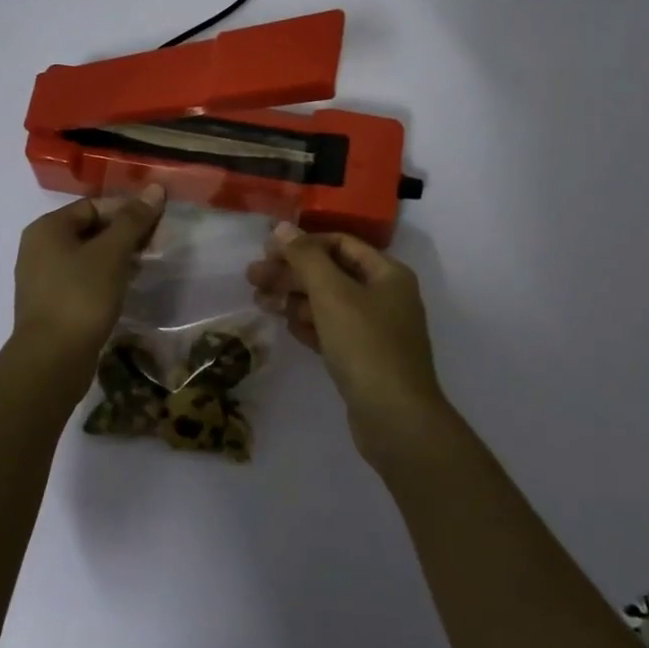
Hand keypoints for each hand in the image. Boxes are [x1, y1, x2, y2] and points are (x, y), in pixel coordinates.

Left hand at [11, 185, 165, 387]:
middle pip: (90, 229)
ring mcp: (43, 277)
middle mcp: (39, 247)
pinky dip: (105, 277)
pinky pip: (82, 278)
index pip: (94, 205)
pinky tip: (126, 287)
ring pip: (88, 255)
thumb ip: (134, 220)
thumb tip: (155, 188)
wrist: (51, 360)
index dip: (128, 210)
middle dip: (125, 234)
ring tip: (146, 266)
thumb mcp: (112, 254)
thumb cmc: (81, 297)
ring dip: (118, 256)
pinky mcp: (52, 303)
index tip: (158, 223)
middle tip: (157, 245)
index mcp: (47, 228)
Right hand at [247, 222, 451, 457]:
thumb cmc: (365, 345)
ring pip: (328, 303)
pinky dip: (309, 325)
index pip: (339, 243)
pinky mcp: (365, 358)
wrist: (396, 419)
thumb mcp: (332, 294)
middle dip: (291, 273)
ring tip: (260, 302)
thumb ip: (305, 257)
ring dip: (294, 299)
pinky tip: (286, 327)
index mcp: (387, 273)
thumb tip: (282, 228)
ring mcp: (376, 329)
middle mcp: (385, 296)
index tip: (267, 251)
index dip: (302, 244)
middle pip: (331, 273)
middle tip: (252, 278)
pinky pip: (332, 330)